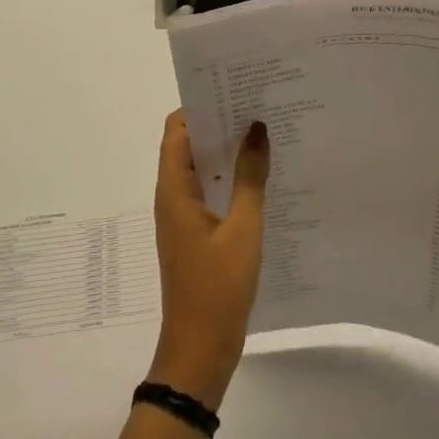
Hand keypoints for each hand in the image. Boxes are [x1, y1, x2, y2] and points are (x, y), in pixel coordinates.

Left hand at [148, 111, 269, 409]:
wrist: (200, 349)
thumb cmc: (218, 287)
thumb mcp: (243, 229)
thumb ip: (250, 178)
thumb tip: (256, 128)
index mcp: (174, 190)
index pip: (177, 129)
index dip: (201, 105)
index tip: (235, 88)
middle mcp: (173, 197)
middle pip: (188, 145)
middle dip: (219, 124)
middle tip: (259, 106)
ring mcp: (184, 217)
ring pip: (201, 170)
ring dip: (227, 152)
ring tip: (266, 134)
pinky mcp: (196, 234)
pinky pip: (210, 193)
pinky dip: (230, 179)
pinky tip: (263, 177)